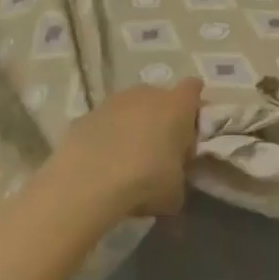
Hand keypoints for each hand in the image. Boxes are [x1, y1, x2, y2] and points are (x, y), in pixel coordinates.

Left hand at [38, 78, 202, 221]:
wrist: (87, 183)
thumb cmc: (146, 180)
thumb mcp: (175, 191)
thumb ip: (179, 179)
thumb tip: (173, 183)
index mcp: (177, 106)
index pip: (193, 88)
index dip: (193, 105)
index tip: (190, 127)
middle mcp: (147, 94)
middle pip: (160, 97)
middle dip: (161, 118)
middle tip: (159, 148)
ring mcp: (113, 102)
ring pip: (129, 108)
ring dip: (131, 126)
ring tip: (127, 158)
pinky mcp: (85, 116)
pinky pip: (103, 124)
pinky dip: (105, 137)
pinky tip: (100, 163)